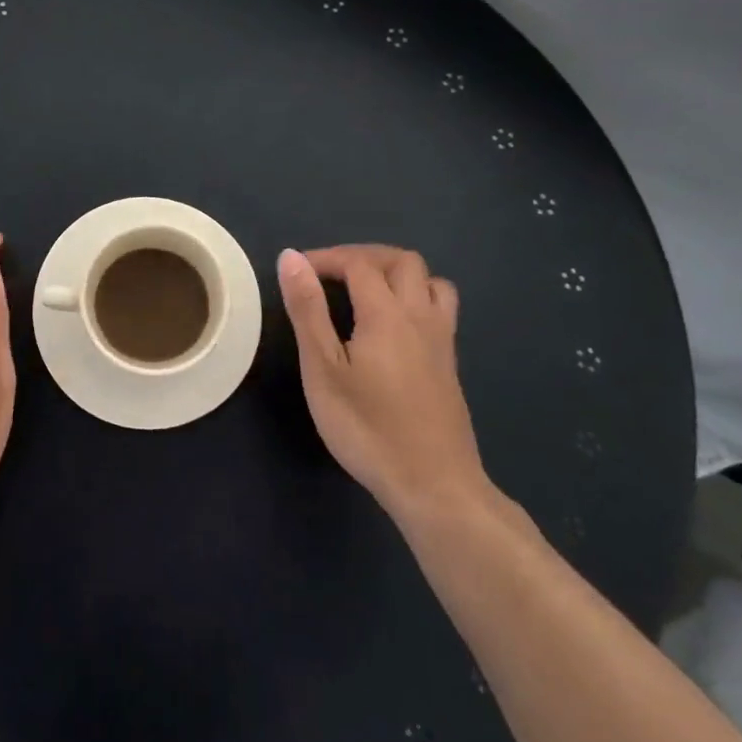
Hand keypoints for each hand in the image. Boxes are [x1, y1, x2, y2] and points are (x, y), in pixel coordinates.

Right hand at [276, 245, 487, 524]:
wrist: (434, 485)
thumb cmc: (367, 427)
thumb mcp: (323, 369)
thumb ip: (308, 310)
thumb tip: (291, 258)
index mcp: (387, 313)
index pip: (358, 263)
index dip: (326, 258)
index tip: (297, 272)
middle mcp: (421, 316)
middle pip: (402, 261)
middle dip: (363, 256)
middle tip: (329, 275)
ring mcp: (442, 340)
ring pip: (430, 281)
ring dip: (397, 273)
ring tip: (365, 291)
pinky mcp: (450, 364)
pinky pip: (439, 308)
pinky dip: (414, 297)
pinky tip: (392, 326)